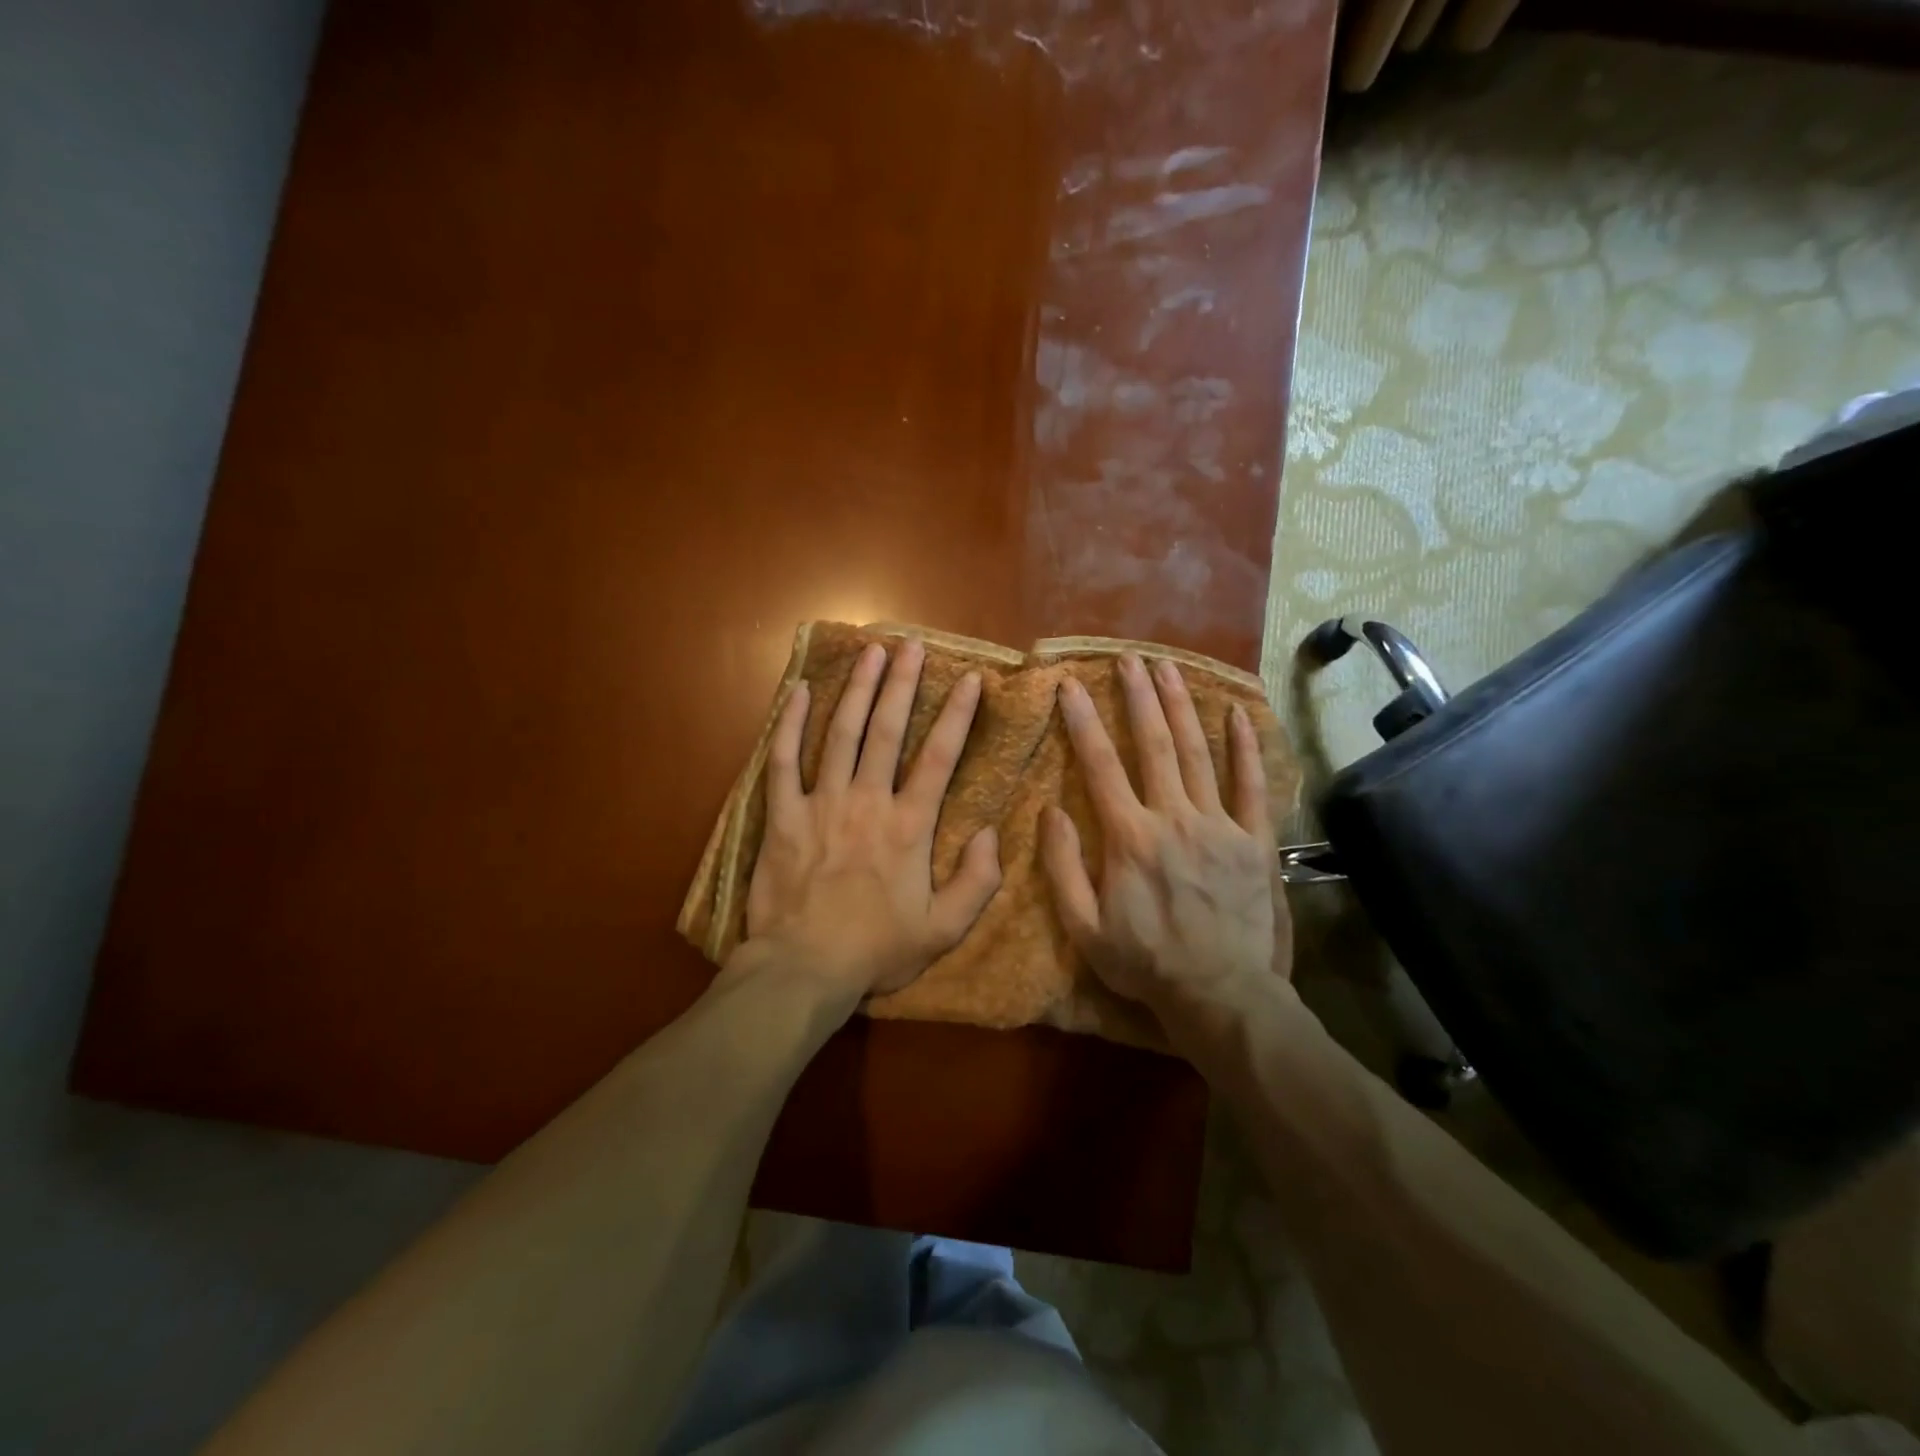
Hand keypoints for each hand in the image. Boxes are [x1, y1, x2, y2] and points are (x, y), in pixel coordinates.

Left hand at [741, 639, 1001, 1004]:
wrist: (803, 969)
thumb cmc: (875, 950)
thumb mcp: (943, 930)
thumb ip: (977, 882)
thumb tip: (993, 834)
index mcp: (908, 826)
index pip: (939, 757)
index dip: (957, 715)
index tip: (970, 679)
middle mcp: (867, 801)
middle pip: (887, 730)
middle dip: (902, 684)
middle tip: (911, 645)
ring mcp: (820, 803)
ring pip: (840, 734)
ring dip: (857, 689)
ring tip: (870, 652)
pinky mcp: (781, 815)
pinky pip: (783, 761)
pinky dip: (791, 724)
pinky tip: (801, 692)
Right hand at [1040, 654, 1291, 1032]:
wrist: (1220, 995)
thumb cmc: (1145, 963)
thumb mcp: (1084, 927)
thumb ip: (1063, 867)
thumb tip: (1050, 811)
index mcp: (1129, 837)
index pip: (1100, 765)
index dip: (1082, 721)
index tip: (1070, 685)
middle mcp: (1173, 818)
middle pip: (1153, 745)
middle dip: (1138, 697)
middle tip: (1128, 659)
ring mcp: (1219, 825)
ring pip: (1197, 753)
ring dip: (1181, 707)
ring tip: (1168, 668)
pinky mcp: (1254, 841)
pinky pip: (1251, 786)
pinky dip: (1244, 747)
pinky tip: (1236, 713)